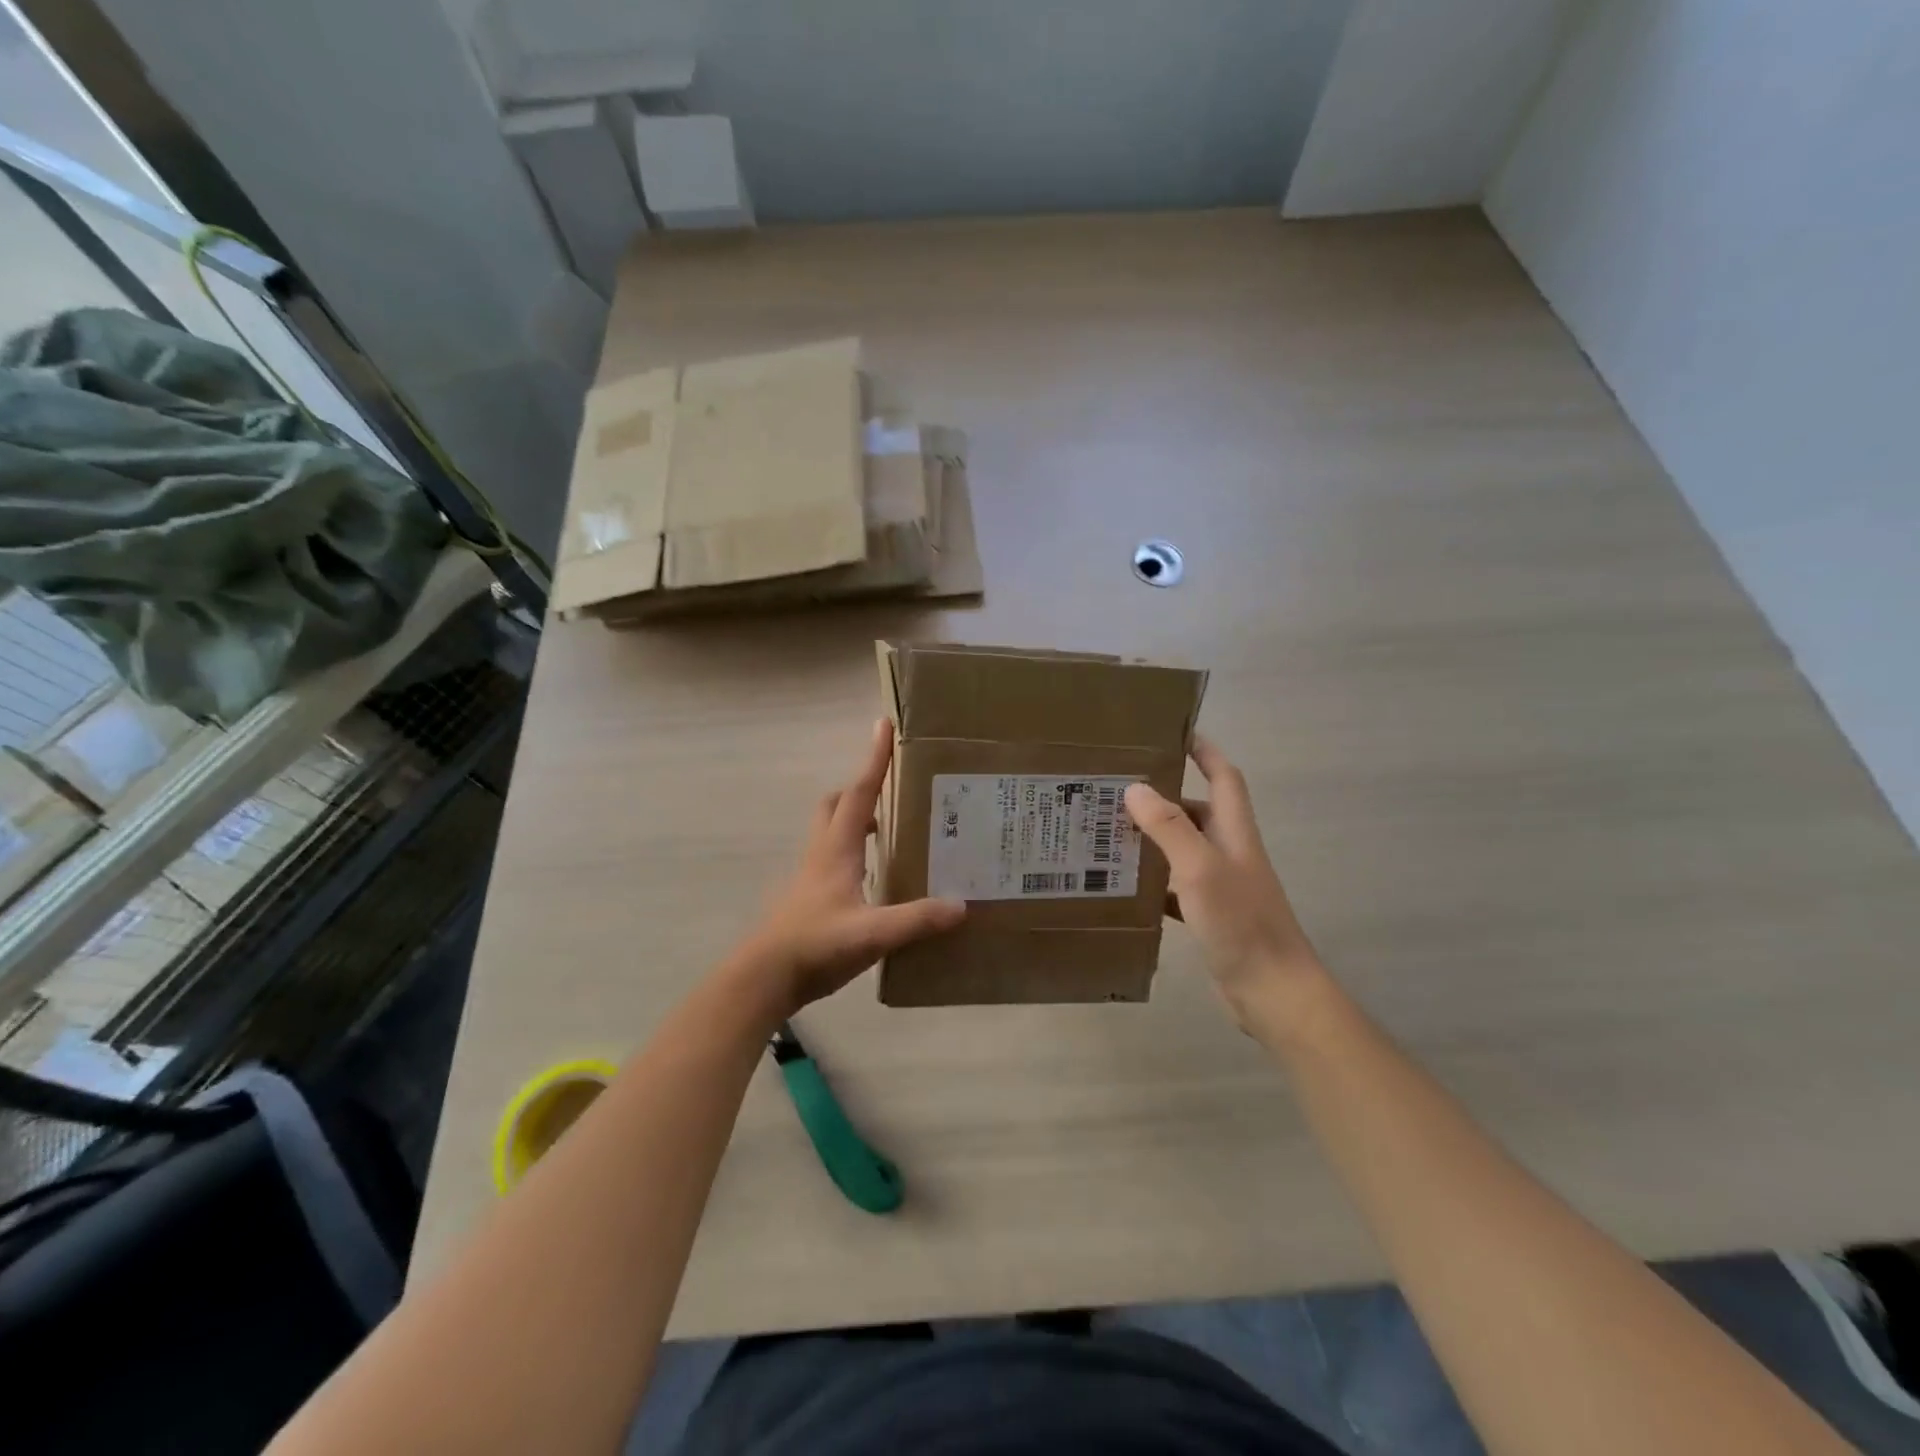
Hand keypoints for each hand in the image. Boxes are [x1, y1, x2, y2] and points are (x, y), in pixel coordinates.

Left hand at [735, 720, 965, 1015]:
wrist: (765, 977)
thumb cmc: (815, 945)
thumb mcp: (872, 933)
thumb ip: (916, 920)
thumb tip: (961, 905)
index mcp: (836, 848)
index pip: (859, 792)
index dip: (874, 758)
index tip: (884, 725)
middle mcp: (822, 853)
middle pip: (836, 804)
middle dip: (861, 788)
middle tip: (892, 790)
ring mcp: (811, 876)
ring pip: (832, 832)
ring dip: (856, 821)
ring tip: (892, 831)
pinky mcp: (809, 898)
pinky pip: (833, 860)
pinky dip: (854, 854)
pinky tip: (875, 879)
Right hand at [1124, 737, 1326, 1030]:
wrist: (1272, 992)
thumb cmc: (1241, 923)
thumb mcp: (1201, 869)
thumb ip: (1169, 828)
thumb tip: (1135, 787)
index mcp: (1234, 832)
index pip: (1223, 776)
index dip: (1204, 751)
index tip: (1173, 732)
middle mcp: (1228, 851)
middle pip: (1195, 811)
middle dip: (1161, 797)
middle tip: (1115, 789)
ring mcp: (1219, 884)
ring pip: (1181, 849)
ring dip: (1151, 839)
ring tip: (1107, 832)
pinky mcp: (1209, 914)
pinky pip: (1173, 886)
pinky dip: (1151, 881)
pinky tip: (1123, 886)